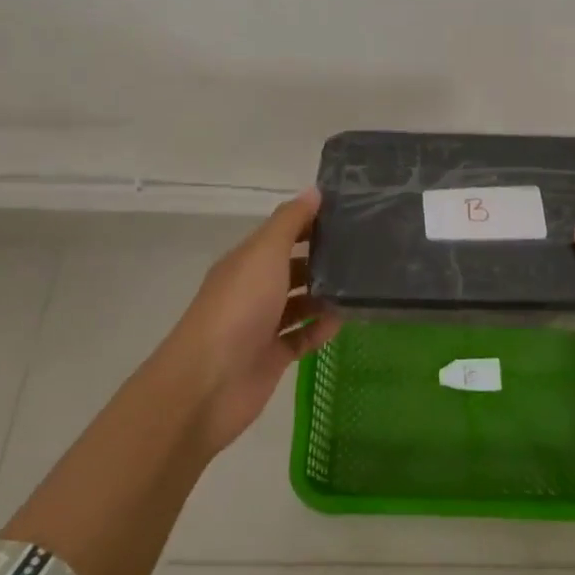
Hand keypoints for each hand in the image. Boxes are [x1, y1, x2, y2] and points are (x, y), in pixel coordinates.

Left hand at [154, 189, 339, 454]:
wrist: (208, 383)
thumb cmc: (238, 307)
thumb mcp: (264, 253)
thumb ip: (290, 222)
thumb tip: (314, 191)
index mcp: (247, 261)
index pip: (283, 232)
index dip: (312, 221)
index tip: (350, 213)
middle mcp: (254, 289)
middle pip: (292, 266)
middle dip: (323, 257)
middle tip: (366, 249)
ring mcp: (262, 325)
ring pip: (299, 302)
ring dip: (325, 294)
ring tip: (363, 284)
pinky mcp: (272, 357)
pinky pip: (303, 337)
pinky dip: (321, 328)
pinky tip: (344, 320)